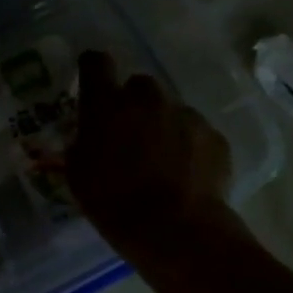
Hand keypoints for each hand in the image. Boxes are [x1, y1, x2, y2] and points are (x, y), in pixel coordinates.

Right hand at [68, 51, 241, 260]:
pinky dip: (189, 146)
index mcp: (106, 104)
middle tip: (129, 134)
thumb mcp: (78, 174)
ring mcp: (185, 115)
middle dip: (133, 104)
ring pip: (170, 109)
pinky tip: (186, 174)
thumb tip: (85, 138)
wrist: (175, 229)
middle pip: (138, 85)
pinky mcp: (214, 136)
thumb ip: (81, 145)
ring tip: (161, 160)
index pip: (95, 63)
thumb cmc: (112, 201)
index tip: (93, 82)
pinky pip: (196, 132)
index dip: (93, 68)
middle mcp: (146, 99)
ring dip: (163, 125)